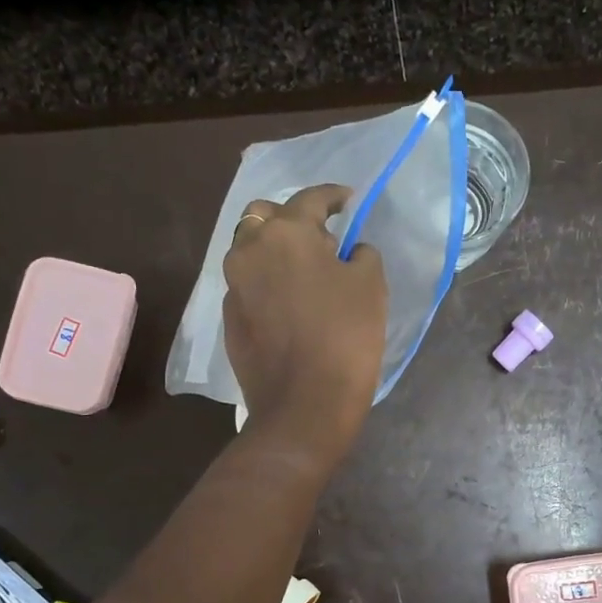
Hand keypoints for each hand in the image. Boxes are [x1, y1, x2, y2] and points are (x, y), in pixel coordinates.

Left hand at [223, 184, 386, 460]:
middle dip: (292, 219)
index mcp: (285, 233)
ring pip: (251, 251)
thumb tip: (348, 251)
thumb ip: (361, 255)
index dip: (334, 196)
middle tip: (322, 241)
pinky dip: (268, 284)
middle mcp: (249, 251)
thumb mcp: (371, 286)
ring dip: (276, 251)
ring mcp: (233, 287)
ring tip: (307, 274)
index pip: (310, 198)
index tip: (350, 201)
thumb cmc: (344, 338)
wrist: (303, 406)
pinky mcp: (230, 320)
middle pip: (264, 217)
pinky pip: (249, 286)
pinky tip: (290, 306)